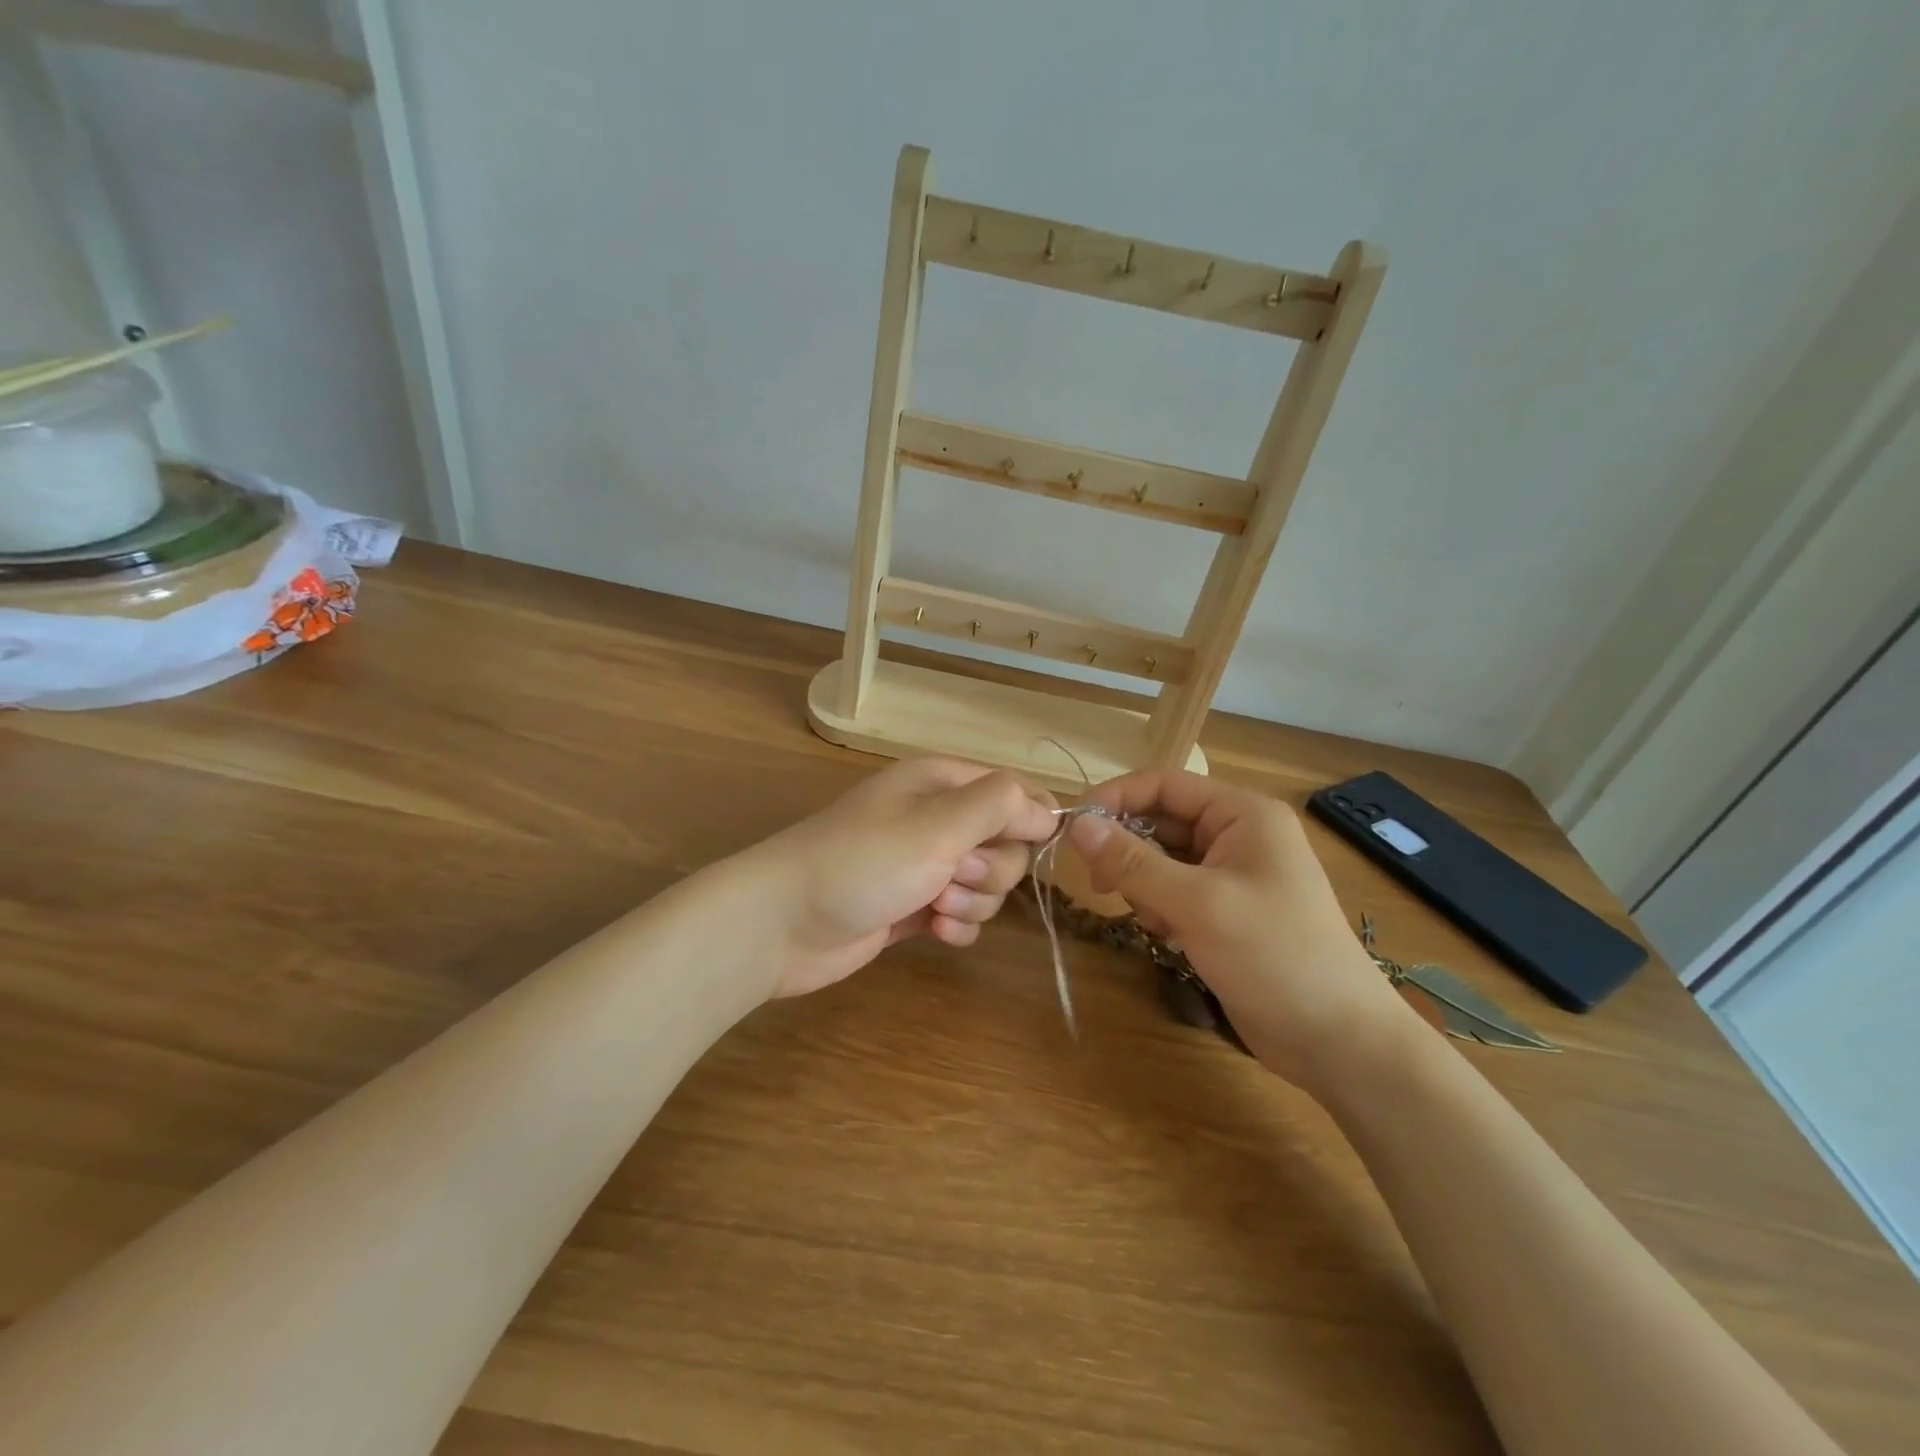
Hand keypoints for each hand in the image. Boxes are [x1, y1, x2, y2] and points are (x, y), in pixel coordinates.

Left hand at [745, 757, 1057, 997]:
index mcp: (943, 782)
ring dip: (973, 900)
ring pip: (987, 883)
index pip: (1014, 789)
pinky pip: (963, 913)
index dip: (1032, 817)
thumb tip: (1049, 809)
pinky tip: (934, 931)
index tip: (1035, 845)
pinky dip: (957, 925)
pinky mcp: (914, 905)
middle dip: (991, 868)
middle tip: (951, 875)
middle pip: (1006, 842)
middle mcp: (937, 818)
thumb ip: (1000, 807)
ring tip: (934, 907)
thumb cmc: (862, 862)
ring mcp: (924, 864)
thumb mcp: (938, 824)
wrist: (782, 923)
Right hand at [1069, 770, 1420, 1092]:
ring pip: (1162, 859)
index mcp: (1242, 814)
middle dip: (1127, 849)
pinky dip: (1158, 906)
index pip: (1164, 784)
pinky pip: (1174, 890)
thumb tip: (1077, 825)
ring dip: (1142, 883)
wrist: (1338, 1041)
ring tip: (1151, 920)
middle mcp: (1237, 834)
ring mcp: (1233, 874)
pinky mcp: (1226, 910)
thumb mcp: (1197, 904)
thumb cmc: (1274, 956)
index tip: (1072, 828)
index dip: (1115, 798)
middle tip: (1098, 883)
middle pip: (1161, 821)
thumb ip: (1133, 862)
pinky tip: (1166, 935)